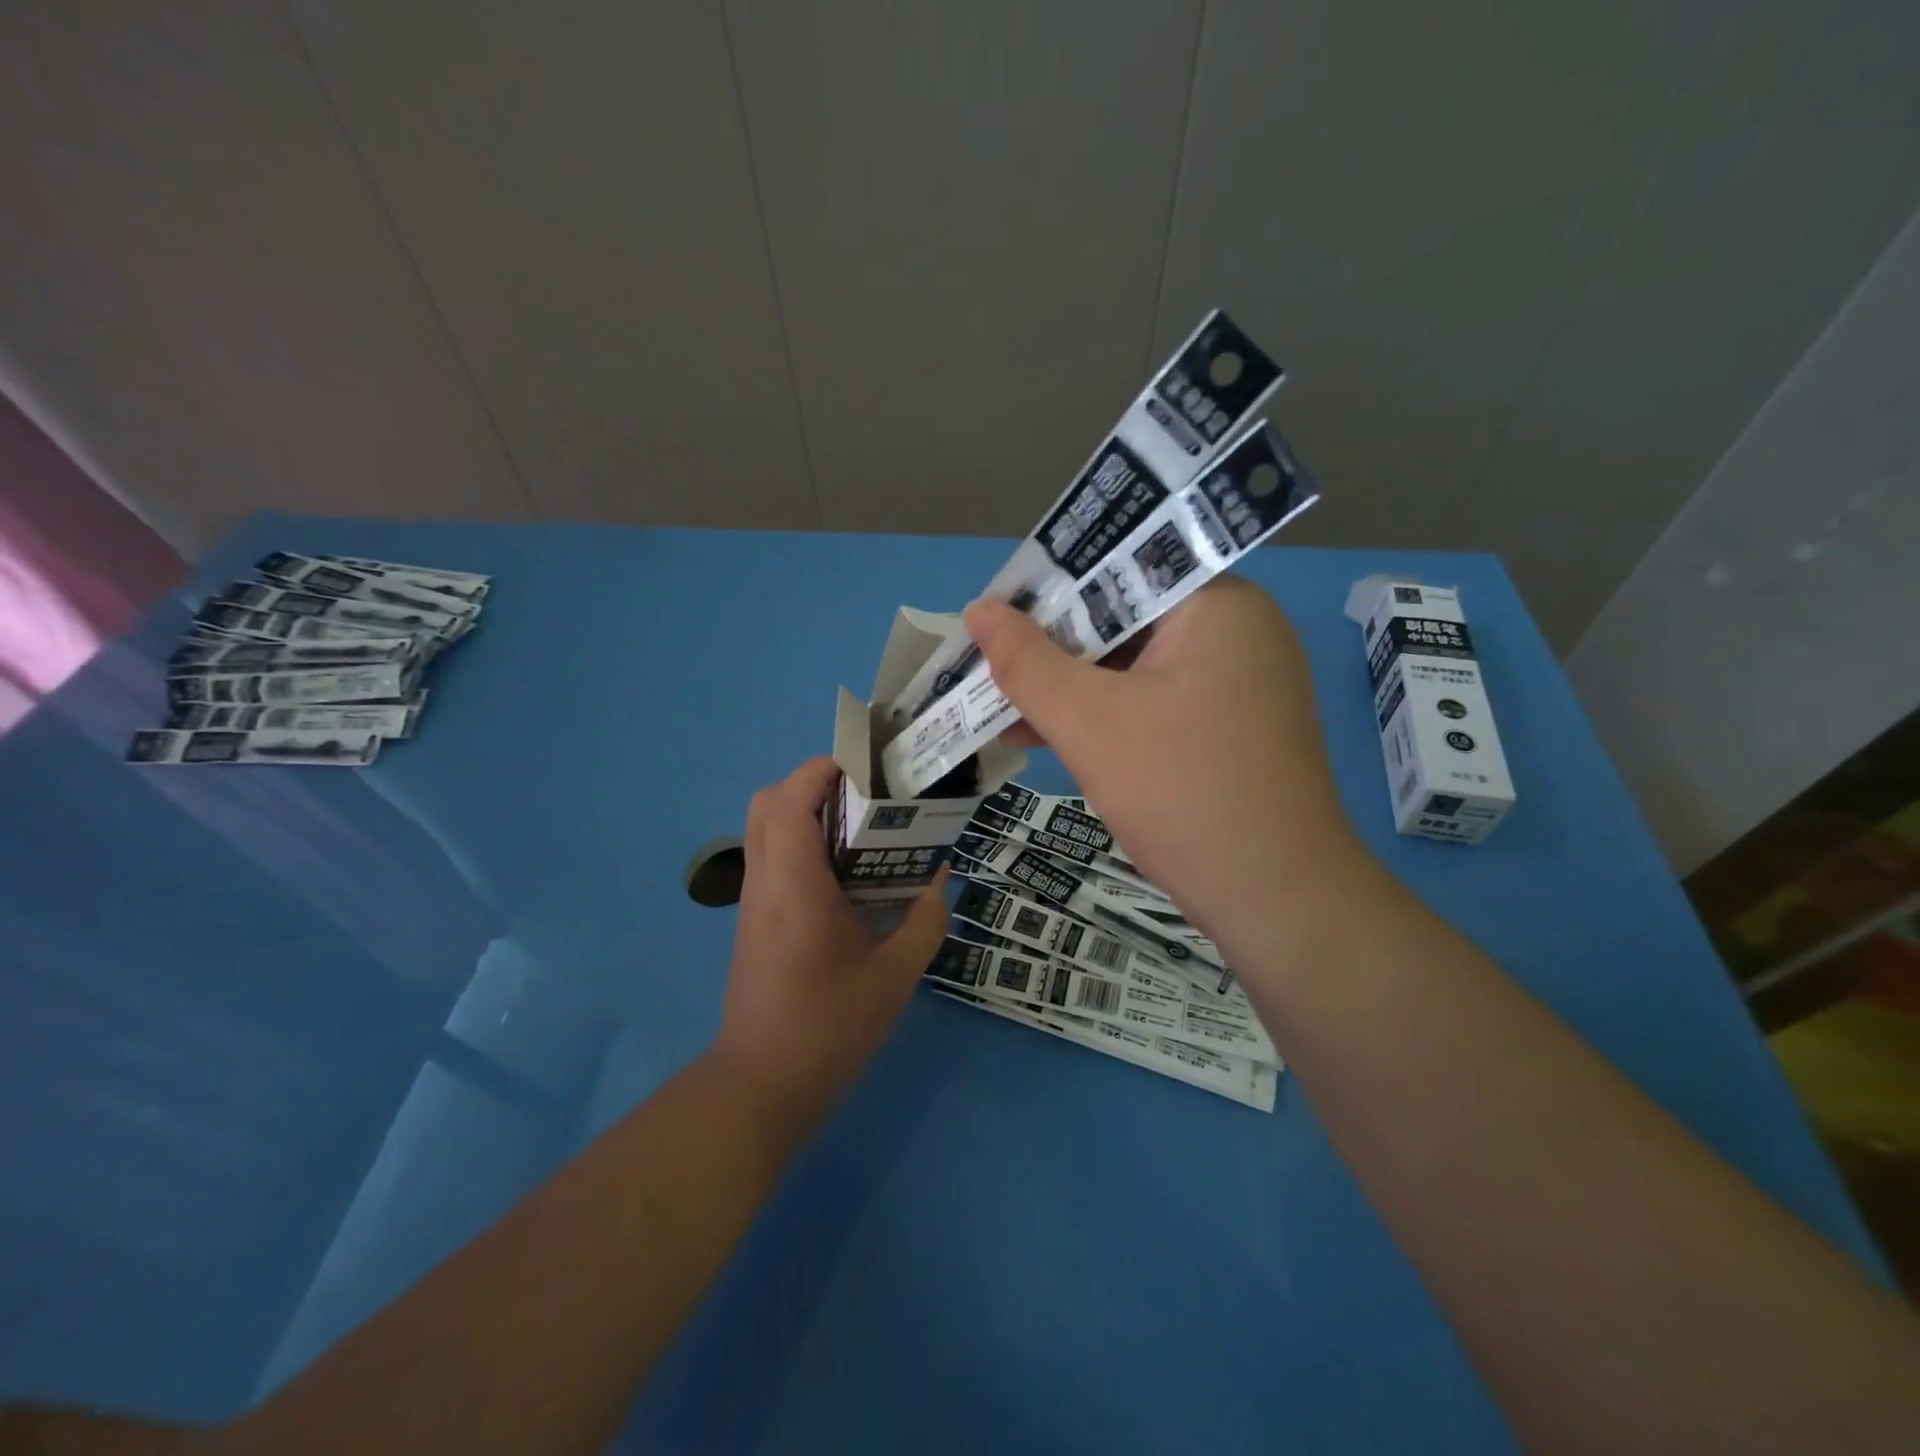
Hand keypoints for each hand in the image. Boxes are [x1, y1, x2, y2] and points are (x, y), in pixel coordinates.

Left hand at [712, 757, 949, 1127]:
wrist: (762, 1086)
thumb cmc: (829, 1027)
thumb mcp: (895, 975)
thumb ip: (924, 920)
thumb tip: (939, 879)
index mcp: (795, 884)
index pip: (791, 798)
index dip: (825, 769)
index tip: (870, 769)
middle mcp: (766, 881)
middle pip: (769, 802)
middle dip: (814, 783)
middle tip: (865, 796)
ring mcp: (754, 901)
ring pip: (766, 828)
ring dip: (807, 811)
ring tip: (861, 827)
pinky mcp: (755, 920)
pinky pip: (772, 857)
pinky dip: (802, 842)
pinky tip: (846, 873)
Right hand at [963, 579, 1367, 945]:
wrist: (1277, 899)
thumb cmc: (1181, 791)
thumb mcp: (1089, 722)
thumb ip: (1027, 662)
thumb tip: (979, 609)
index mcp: (1216, 604)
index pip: (1118, 571)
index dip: (1048, 592)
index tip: (995, 618)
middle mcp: (1238, 631)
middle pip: (1126, 620)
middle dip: (1053, 652)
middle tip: (990, 668)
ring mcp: (1241, 682)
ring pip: (1137, 667)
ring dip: (1071, 691)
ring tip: (1002, 714)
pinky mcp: (1234, 727)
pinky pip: (1157, 702)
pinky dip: (1107, 718)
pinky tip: (1050, 741)